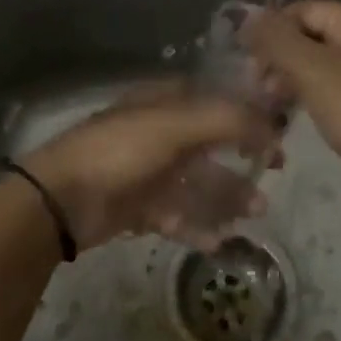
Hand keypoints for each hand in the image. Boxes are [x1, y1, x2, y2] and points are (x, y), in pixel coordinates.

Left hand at [17, 81, 279, 252]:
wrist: (62, 199)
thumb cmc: (121, 150)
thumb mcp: (176, 125)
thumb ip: (228, 120)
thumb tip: (274, 127)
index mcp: (165, 102)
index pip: (216, 99)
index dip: (249, 112)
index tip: (278, 131)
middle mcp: (159, 132)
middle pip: (211, 143)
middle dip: (242, 159)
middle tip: (274, 174)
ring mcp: (148, 170)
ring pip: (197, 181)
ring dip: (227, 195)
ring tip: (256, 213)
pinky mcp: (138, 205)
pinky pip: (177, 214)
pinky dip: (197, 225)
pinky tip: (218, 240)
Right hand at [242, 0, 340, 218]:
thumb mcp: (309, 69)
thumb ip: (275, 38)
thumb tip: (246, 16)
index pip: (301, 9)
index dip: (272, 32)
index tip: (251, 65)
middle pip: (309, 32)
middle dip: (279, 55)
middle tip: (257, 86)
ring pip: (316, 58)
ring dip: (289, 75)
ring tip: (270, 101)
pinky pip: (329, 79)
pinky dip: (307, 89)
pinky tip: (290, 109)